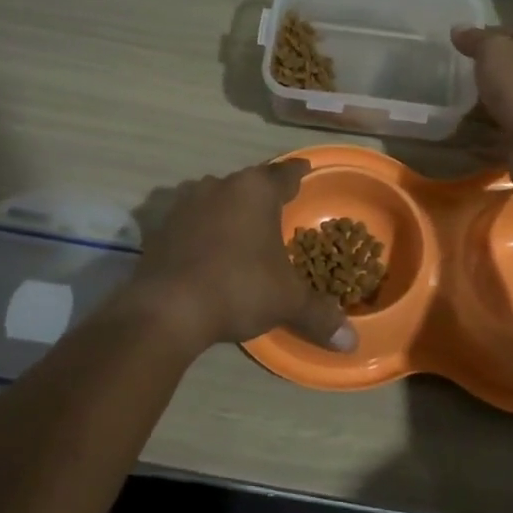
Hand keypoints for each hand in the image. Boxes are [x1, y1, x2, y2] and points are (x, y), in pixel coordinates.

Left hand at [131, 161, 357, 353]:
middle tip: (277, 211)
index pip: (285, 174)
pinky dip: (202, 230)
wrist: (166, 308)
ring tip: (241, 231)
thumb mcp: (286, 302)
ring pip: (215, 198)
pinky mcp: (160, 226)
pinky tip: (207, 251)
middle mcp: (219, 186)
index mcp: (255, 190)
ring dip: (228, 210)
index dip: (297, 174)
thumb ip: (319, 315)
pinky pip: (190, 221)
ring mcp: (185, 203)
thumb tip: (351, 342)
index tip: (304, 170)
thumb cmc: (238, 288)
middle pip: (248, 183)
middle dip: (262, 196)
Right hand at [452, 24, 512, 156]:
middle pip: (512, 71)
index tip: (459, 45)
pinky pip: (501, 133)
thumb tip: (458, 30)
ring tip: (451, 105)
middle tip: (452, 76)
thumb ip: (477, 40)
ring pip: (506, 104)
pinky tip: (460, 133)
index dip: (488, 36)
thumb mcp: (496, 52)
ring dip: (482, 107)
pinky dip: (482, 135)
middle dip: (485, 74)